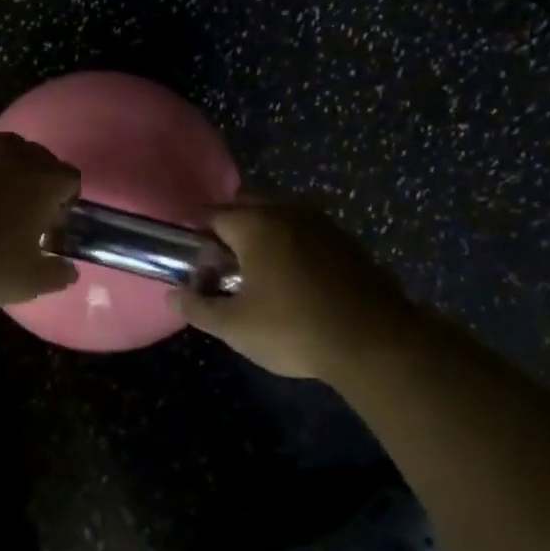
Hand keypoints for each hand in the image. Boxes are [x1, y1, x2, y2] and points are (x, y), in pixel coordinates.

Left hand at [0, 134, 81, 306]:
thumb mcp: (27, 282)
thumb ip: (56, 274)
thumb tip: (68, 271)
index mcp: (42, 179)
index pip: (70, 180)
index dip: (64, 203)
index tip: (49, 227)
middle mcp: (12, 153)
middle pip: (35, 159)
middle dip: (33, 183)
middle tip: (19, 217)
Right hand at [172, 200, 425, 382]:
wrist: (376, 342)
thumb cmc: (295, 329)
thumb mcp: (235, 327)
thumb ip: (198, 308)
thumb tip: (172, 295)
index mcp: (255, 224)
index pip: (212, 215)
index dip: (198, 238)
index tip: (197, 265)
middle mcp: (287, 211)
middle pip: (247, 207)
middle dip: (231, 230)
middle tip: (226, 268)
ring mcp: (322, 223)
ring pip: (280, 216)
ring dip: (265, 236)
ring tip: (261, 275)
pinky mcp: (348, 241)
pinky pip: (307, 232)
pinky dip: (294, 246)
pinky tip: (297, 281)